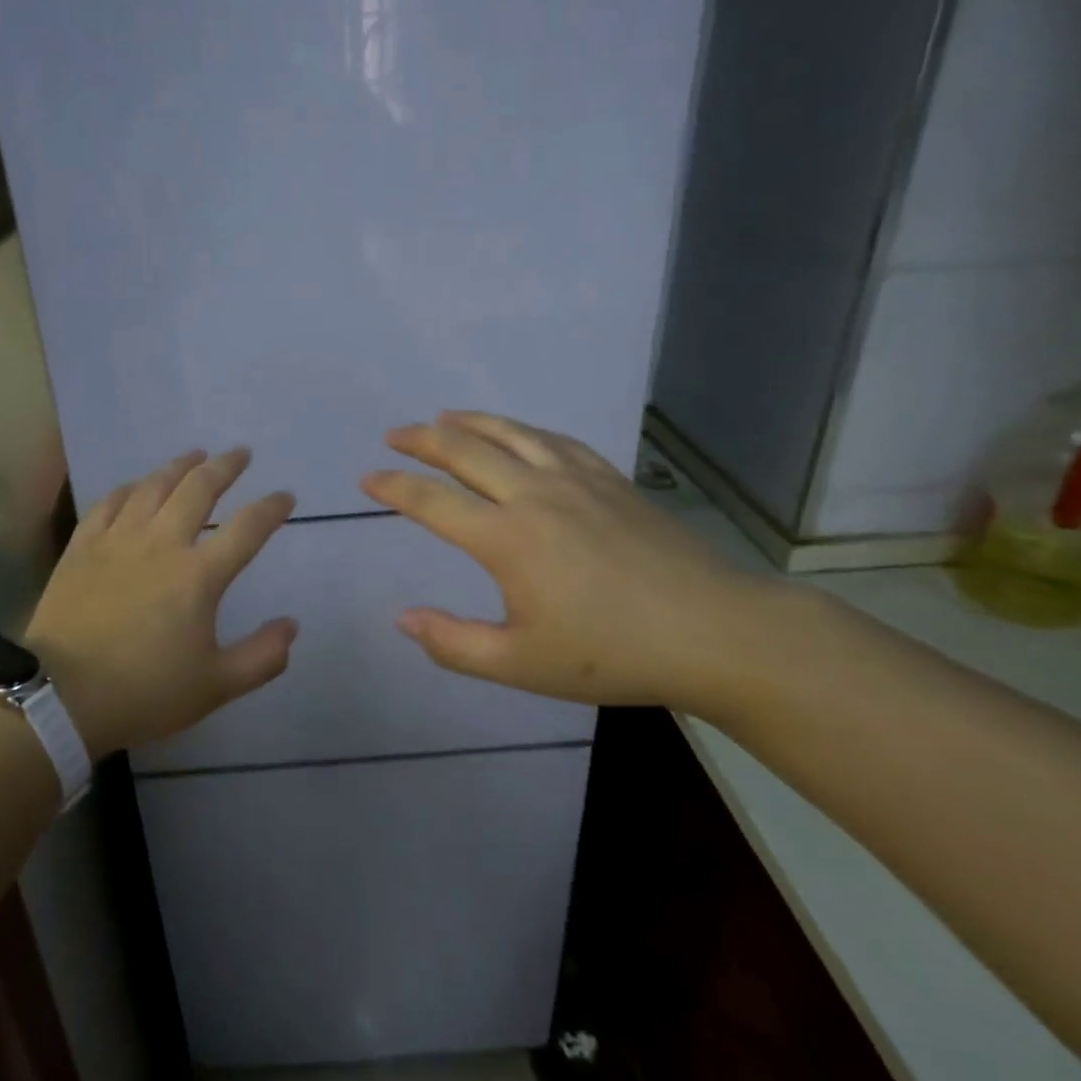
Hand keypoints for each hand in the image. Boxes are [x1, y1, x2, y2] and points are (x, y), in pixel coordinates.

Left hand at [25, 449, 297, 757]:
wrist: (60, 697)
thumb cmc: (143, 692)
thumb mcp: (215, 687)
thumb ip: (261, 657)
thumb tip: (292, 625)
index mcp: (198, 575)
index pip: (246, 528)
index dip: (270, 508)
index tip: (285, 496)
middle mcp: (162, 543)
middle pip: (199, 489)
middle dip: (225, 467)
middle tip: (240, 453)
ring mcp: (119, 539)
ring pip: (154, 486)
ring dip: (179, 466)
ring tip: (195, 455)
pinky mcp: (83, 545)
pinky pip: (109, 502)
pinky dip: (129, 488)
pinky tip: (136, 486)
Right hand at [360, 411, 779, 711]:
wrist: (713, 630)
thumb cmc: (612, 652)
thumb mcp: (521, 664)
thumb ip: (454, 643)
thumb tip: (402, 618)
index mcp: (506, 538)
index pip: (432, 501)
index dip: (394, 487)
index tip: (367, 478)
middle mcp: (533, 494)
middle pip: (465, 451)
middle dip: (422, 439)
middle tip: (394, 434)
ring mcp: (574, 479)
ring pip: (510, 434)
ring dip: (470, 422)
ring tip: (443, 417)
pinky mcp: (609, 478)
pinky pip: (554, 440)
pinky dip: (522, 430)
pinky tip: (518, 433)